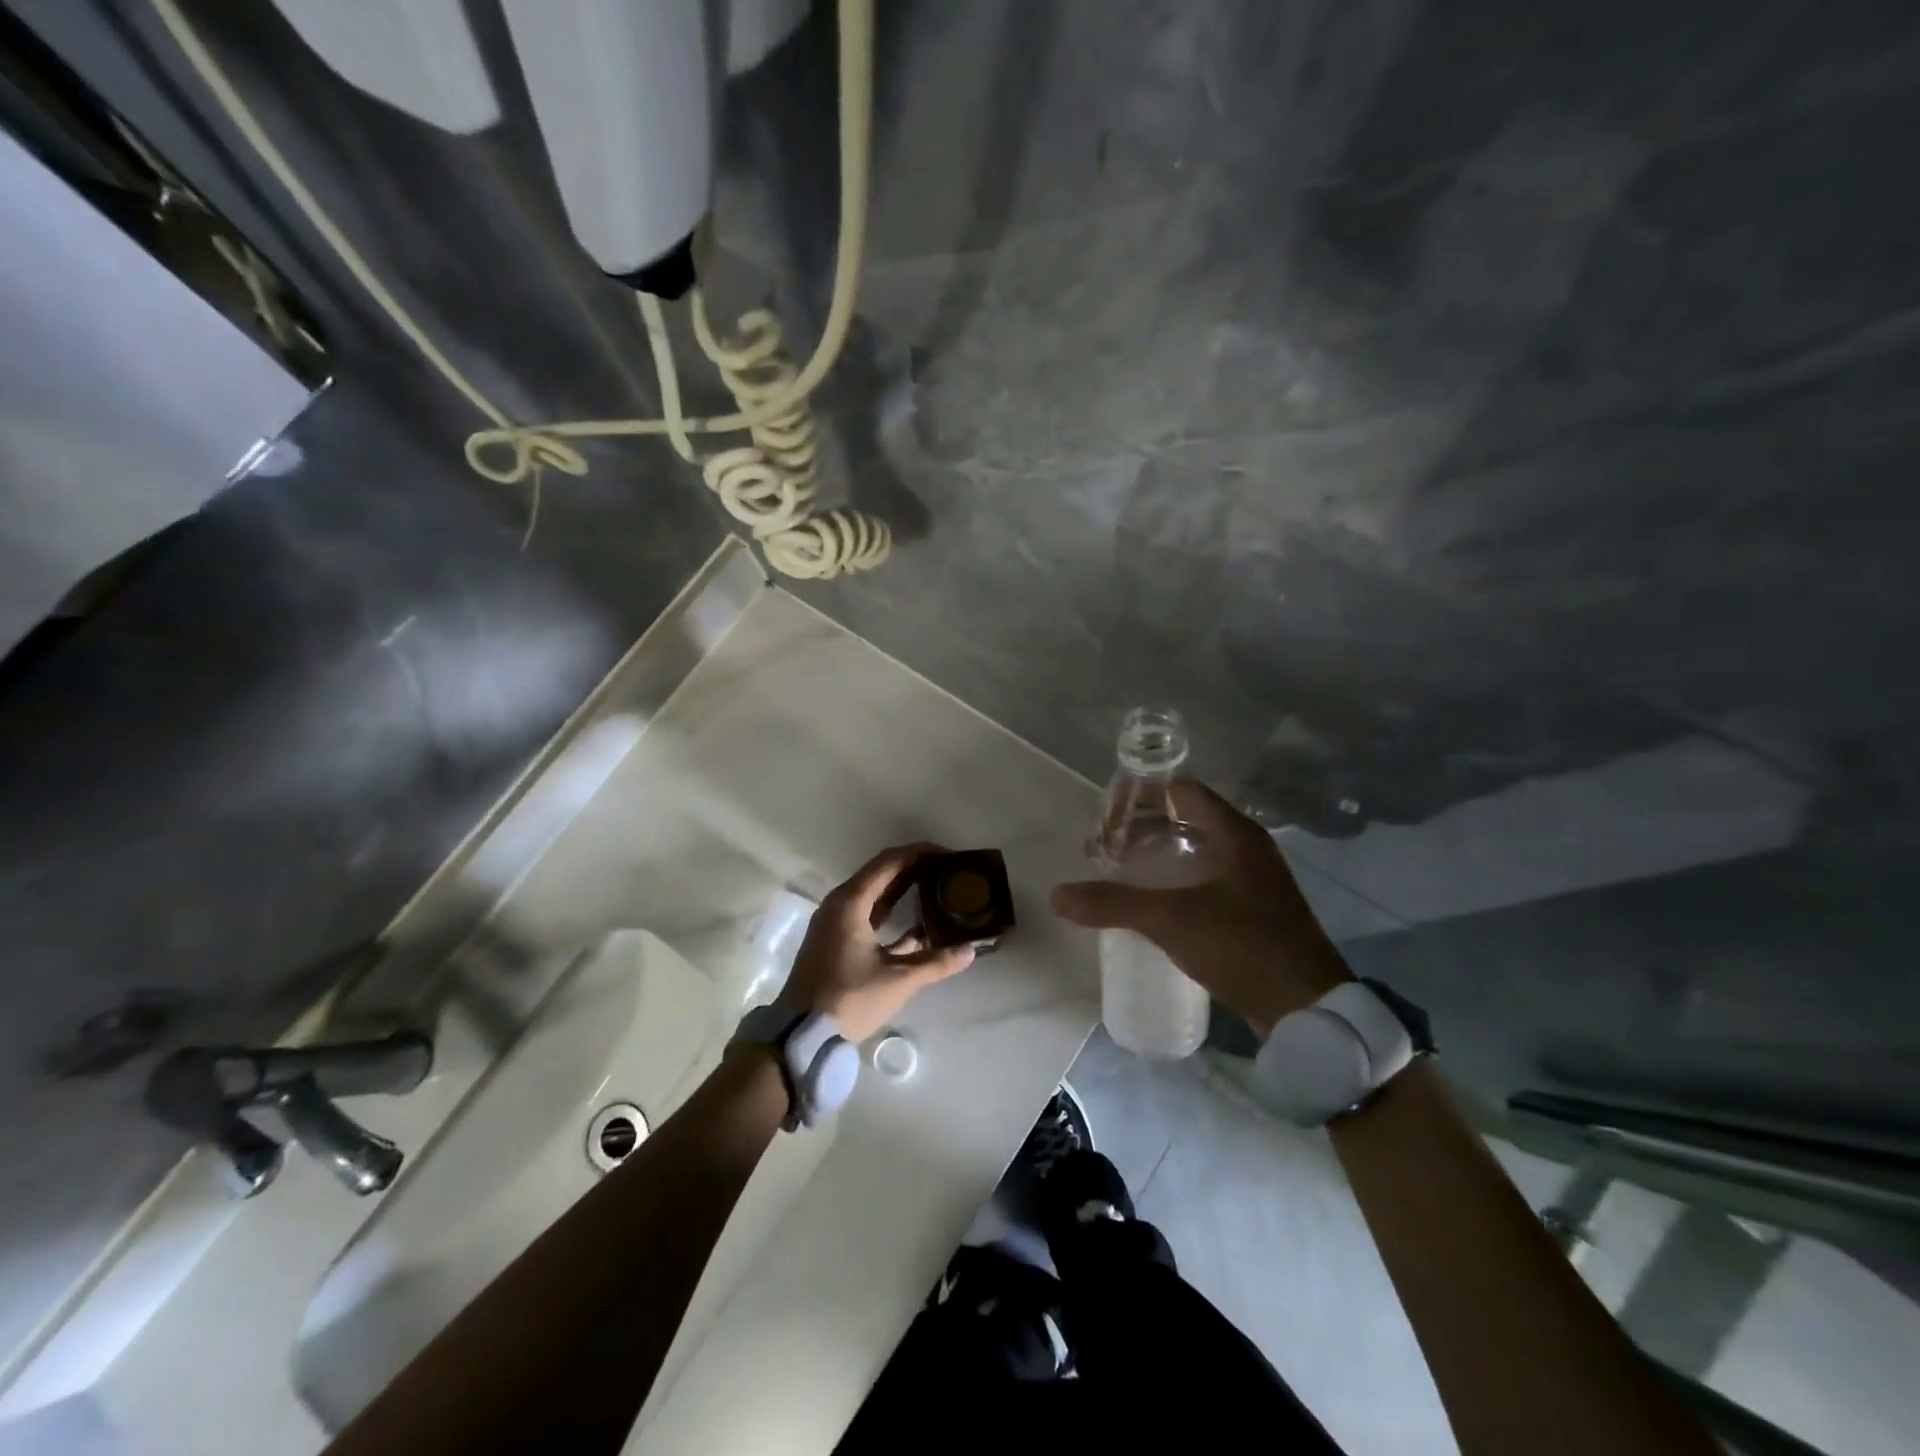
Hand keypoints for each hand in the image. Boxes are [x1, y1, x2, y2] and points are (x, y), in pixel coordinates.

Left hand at [782, 843, 976, 1041]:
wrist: (801, 1034)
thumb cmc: (849, 999)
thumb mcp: (897, 981)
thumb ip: (935, 963)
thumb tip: (970, 950)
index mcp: (851, 902)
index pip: (890, 862)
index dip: (920, 853)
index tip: (948, 855)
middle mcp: (840, 903)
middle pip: (882, 873)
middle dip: (915, 868)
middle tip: (948, 872)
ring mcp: (834, 921)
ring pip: (874, 893)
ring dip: (904, 889)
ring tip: (937, 890)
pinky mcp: (834, 939)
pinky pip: (867, 912)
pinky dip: (891, 912)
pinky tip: (917, 926)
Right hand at [1051, 782, 1350, 1035]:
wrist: (1307, 1008)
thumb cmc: (1243, 946)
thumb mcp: (1171, 920)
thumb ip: (1113, 904)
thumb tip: (1058, 894)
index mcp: (1234, 834)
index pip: (1181, 791)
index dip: (1141, 798)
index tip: (1106, 821)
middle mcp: (1247, 848)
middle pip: (1186, 818)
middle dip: (1142, 829)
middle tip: (1106, 850)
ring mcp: (1254, 879)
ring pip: (1196, 850)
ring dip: (1158, 855)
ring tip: (1121, 874)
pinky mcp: (1255, 910)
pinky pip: (1207, 879)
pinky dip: (1176, 880)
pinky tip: (1154, 904)